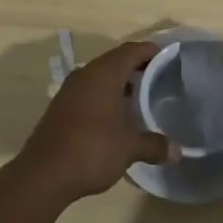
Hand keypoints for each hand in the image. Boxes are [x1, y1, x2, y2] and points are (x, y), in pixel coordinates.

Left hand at [13, 39, 175, 205]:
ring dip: (119, 84)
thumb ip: (154, 145)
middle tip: (158, 79)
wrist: (44, 172)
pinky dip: (104, 97)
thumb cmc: (92, 149)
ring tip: (140, 98)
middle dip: (136, 68)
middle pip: (115, 61)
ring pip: (100, 77)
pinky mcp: (61, 106)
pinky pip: (88, 92)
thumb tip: (178, 151)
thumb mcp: (129, 148)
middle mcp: (86, 73)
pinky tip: (115, 117)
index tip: (168, 58)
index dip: (150, 51)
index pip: (132, 50)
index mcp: (105, 73)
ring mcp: (70, 89)